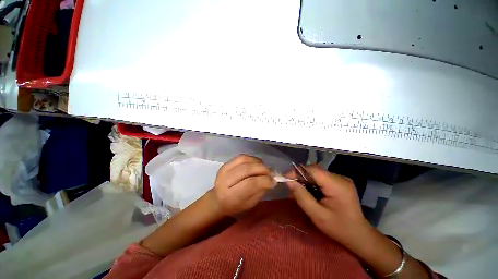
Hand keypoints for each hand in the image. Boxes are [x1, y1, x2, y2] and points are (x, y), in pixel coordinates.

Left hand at [214, 154, 276, 215]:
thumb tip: (271, 179)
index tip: (273, 181)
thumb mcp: (250, 203)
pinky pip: (242, 157)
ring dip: (258, 163)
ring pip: (245, 160)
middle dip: (263, 169)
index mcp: (230, 196)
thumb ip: (260, 191)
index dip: (264, 180)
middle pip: (247, 169)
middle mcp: (225, 180)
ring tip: (265, 168)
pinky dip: (252, 159)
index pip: (250, 183)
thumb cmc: (235, 205)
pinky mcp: (226, 163)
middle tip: (271, 173)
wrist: (218, 199)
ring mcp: (224, 169)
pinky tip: (257, 164)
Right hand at [285, 165, 368, 243]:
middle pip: (314, 170)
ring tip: (299, 191)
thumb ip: (301, 196)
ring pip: (316, 174)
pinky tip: (309, 192)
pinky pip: (321, 178)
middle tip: (291, 187)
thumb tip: (288, 182)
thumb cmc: (338, 228)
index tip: (286, 178)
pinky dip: (312, 183)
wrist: (358, 235)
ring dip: (305, 180)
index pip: (313, 170)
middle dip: (300, 177)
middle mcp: (340, 178)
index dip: (297, 171)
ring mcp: (341, 179)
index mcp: (337, 185)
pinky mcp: (340, 182)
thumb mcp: (316, 215)